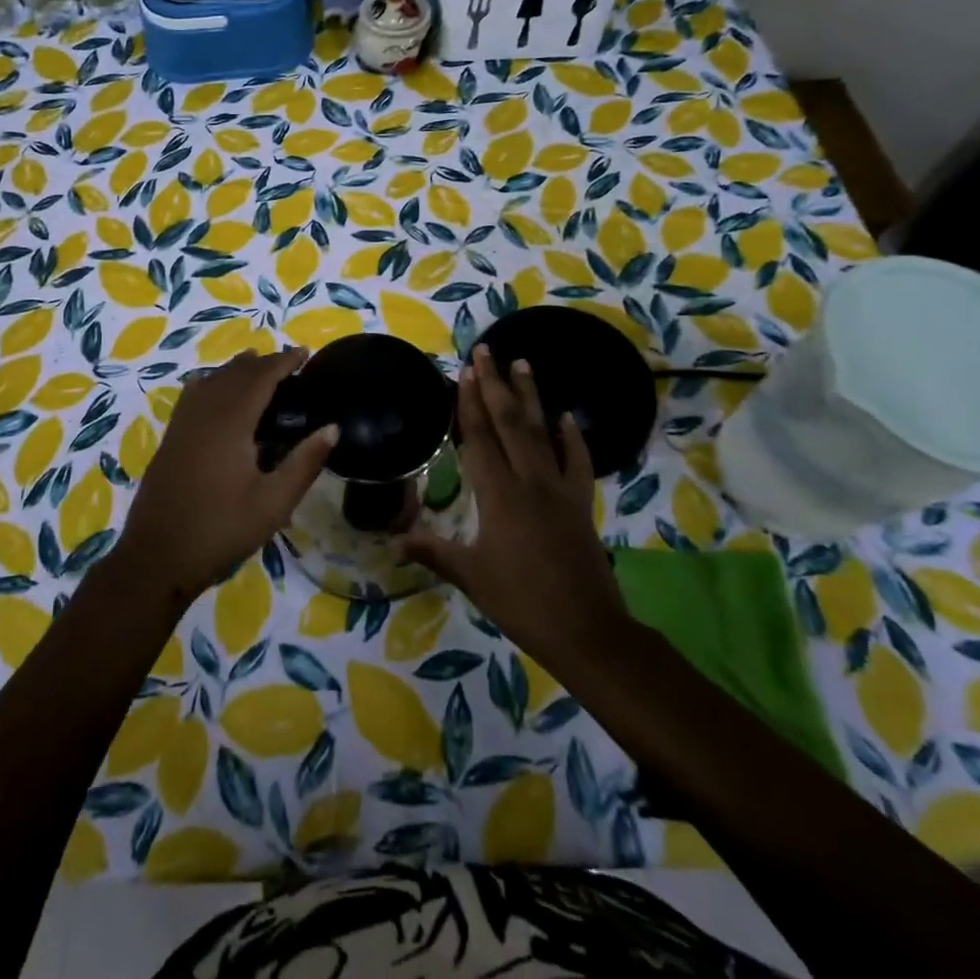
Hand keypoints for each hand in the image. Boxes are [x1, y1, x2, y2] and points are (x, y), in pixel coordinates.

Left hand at [118, 349, 337, 601]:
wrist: (157, 556)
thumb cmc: (221, 529)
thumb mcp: (273, 503)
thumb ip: (304, 463)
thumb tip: (332, 428)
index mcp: (230, 422)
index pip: (260, 377)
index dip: (283, 361)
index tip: (305, 352)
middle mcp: (204, 412)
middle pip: (235, 372)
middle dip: (262, 362)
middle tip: (289, 364)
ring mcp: (182, 424)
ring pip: (212, 380)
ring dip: (237, 369)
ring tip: (257, 368)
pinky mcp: (170, 438)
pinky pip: (194, 394)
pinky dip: (212, 382)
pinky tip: (215, 391)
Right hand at [405, 344, 631, 665]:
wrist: (586, 630)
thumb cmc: (521, 601)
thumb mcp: (471, 577)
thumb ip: (433, 551)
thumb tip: (394, 540)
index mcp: (499, 495)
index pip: (480, 438)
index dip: (469, 403)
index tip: (464, 370)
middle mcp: (529, 481)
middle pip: (510, 423)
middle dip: (495, 384)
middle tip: (487, 350)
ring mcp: (559, 489)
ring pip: (542, 432)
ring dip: (531, 396)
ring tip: (523, 363)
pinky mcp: (581, 503)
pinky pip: (578, 462)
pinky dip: (573, 437)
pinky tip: (566, 416)